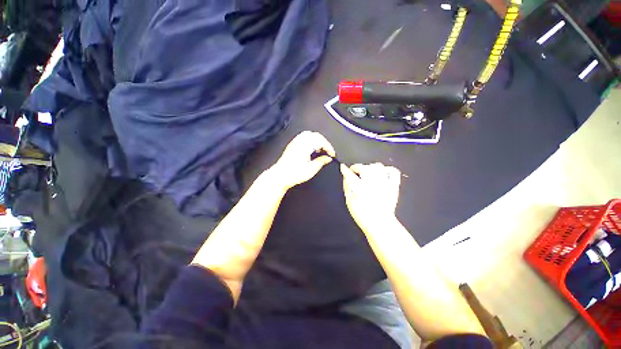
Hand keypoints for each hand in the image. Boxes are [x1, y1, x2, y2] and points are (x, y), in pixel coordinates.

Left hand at [269, 131, 335, 189]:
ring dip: (317, 140)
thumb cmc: (293, 173)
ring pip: (309, 135)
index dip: (329, 147)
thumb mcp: (311, 169)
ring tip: (320, 149)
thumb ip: (321, 161)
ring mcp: (295, 142)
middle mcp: (300, 141)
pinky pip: (303, 137)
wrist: (280, 176)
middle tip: (328, 151)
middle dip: (324, 142)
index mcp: (306, 145)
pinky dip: (310, 140)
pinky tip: (311, 149)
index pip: (321, 141)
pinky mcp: (292, 145)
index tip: (332, 154)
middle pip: (316, 135)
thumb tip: (328, 158)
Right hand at [340, 163, 400, 230]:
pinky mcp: (393, 185)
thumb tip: (345, 178)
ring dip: (370, 167)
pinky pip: (393, 171)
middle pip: (364, 168)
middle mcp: (372, 183)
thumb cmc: (362, 215)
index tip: (343, 167)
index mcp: (360, 189)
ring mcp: (384, 183)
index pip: (350, 174)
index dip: (345, 170)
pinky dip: (387, 170)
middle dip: (357, 167)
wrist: (380, 224)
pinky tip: (382, 173)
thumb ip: (347, 188)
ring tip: (367, 172)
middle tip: (355, 171)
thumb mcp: (349, 202)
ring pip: (378, 166)